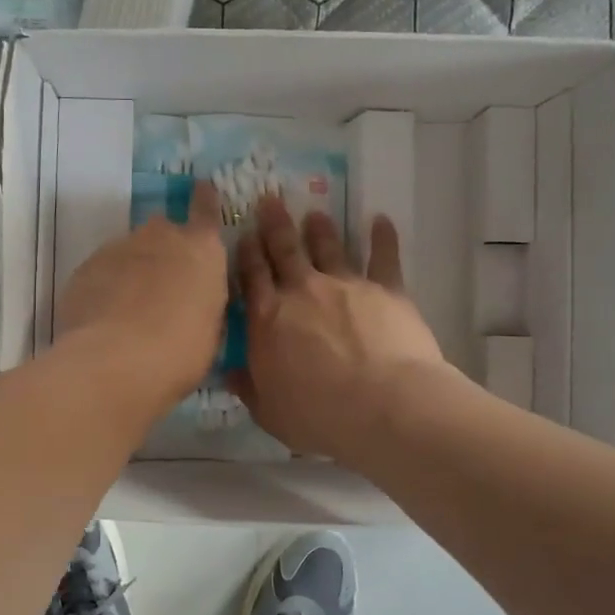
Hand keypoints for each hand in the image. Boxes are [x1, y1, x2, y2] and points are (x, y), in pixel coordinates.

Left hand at [56, 180, 228, 411]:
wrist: (115, 361)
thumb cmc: (181, 352)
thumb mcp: (211, 330)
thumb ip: (203, 302)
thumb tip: (193, 301)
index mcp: (202, 250)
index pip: (206, 210)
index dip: (204, 200)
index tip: (202, 188)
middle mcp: (160, 237)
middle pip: (163, 231)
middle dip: (164, 250)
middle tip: (164, 285)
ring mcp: (118, 248)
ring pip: (129, 252)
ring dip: (133, 271)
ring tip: (130, 308)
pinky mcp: (85, 267)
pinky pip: (101, 272)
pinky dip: (105, 287)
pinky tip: (105, 317)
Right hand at [230, 196, 447, 459]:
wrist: (384, 406)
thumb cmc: (319, 415)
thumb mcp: (269, 411)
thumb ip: (249, 388)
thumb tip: (228, 373)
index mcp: (268, 319)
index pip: (251, 277)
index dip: (246, 254)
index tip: (243, 235)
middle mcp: (302, 291)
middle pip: (284, 250)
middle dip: (274, 225)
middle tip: (269, 200)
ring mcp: (345, 285)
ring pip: (328, 247)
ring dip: (319, 229)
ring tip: (315, 213)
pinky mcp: (386, 289)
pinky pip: (383, 257)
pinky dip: (382, 237)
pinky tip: (381, 220)